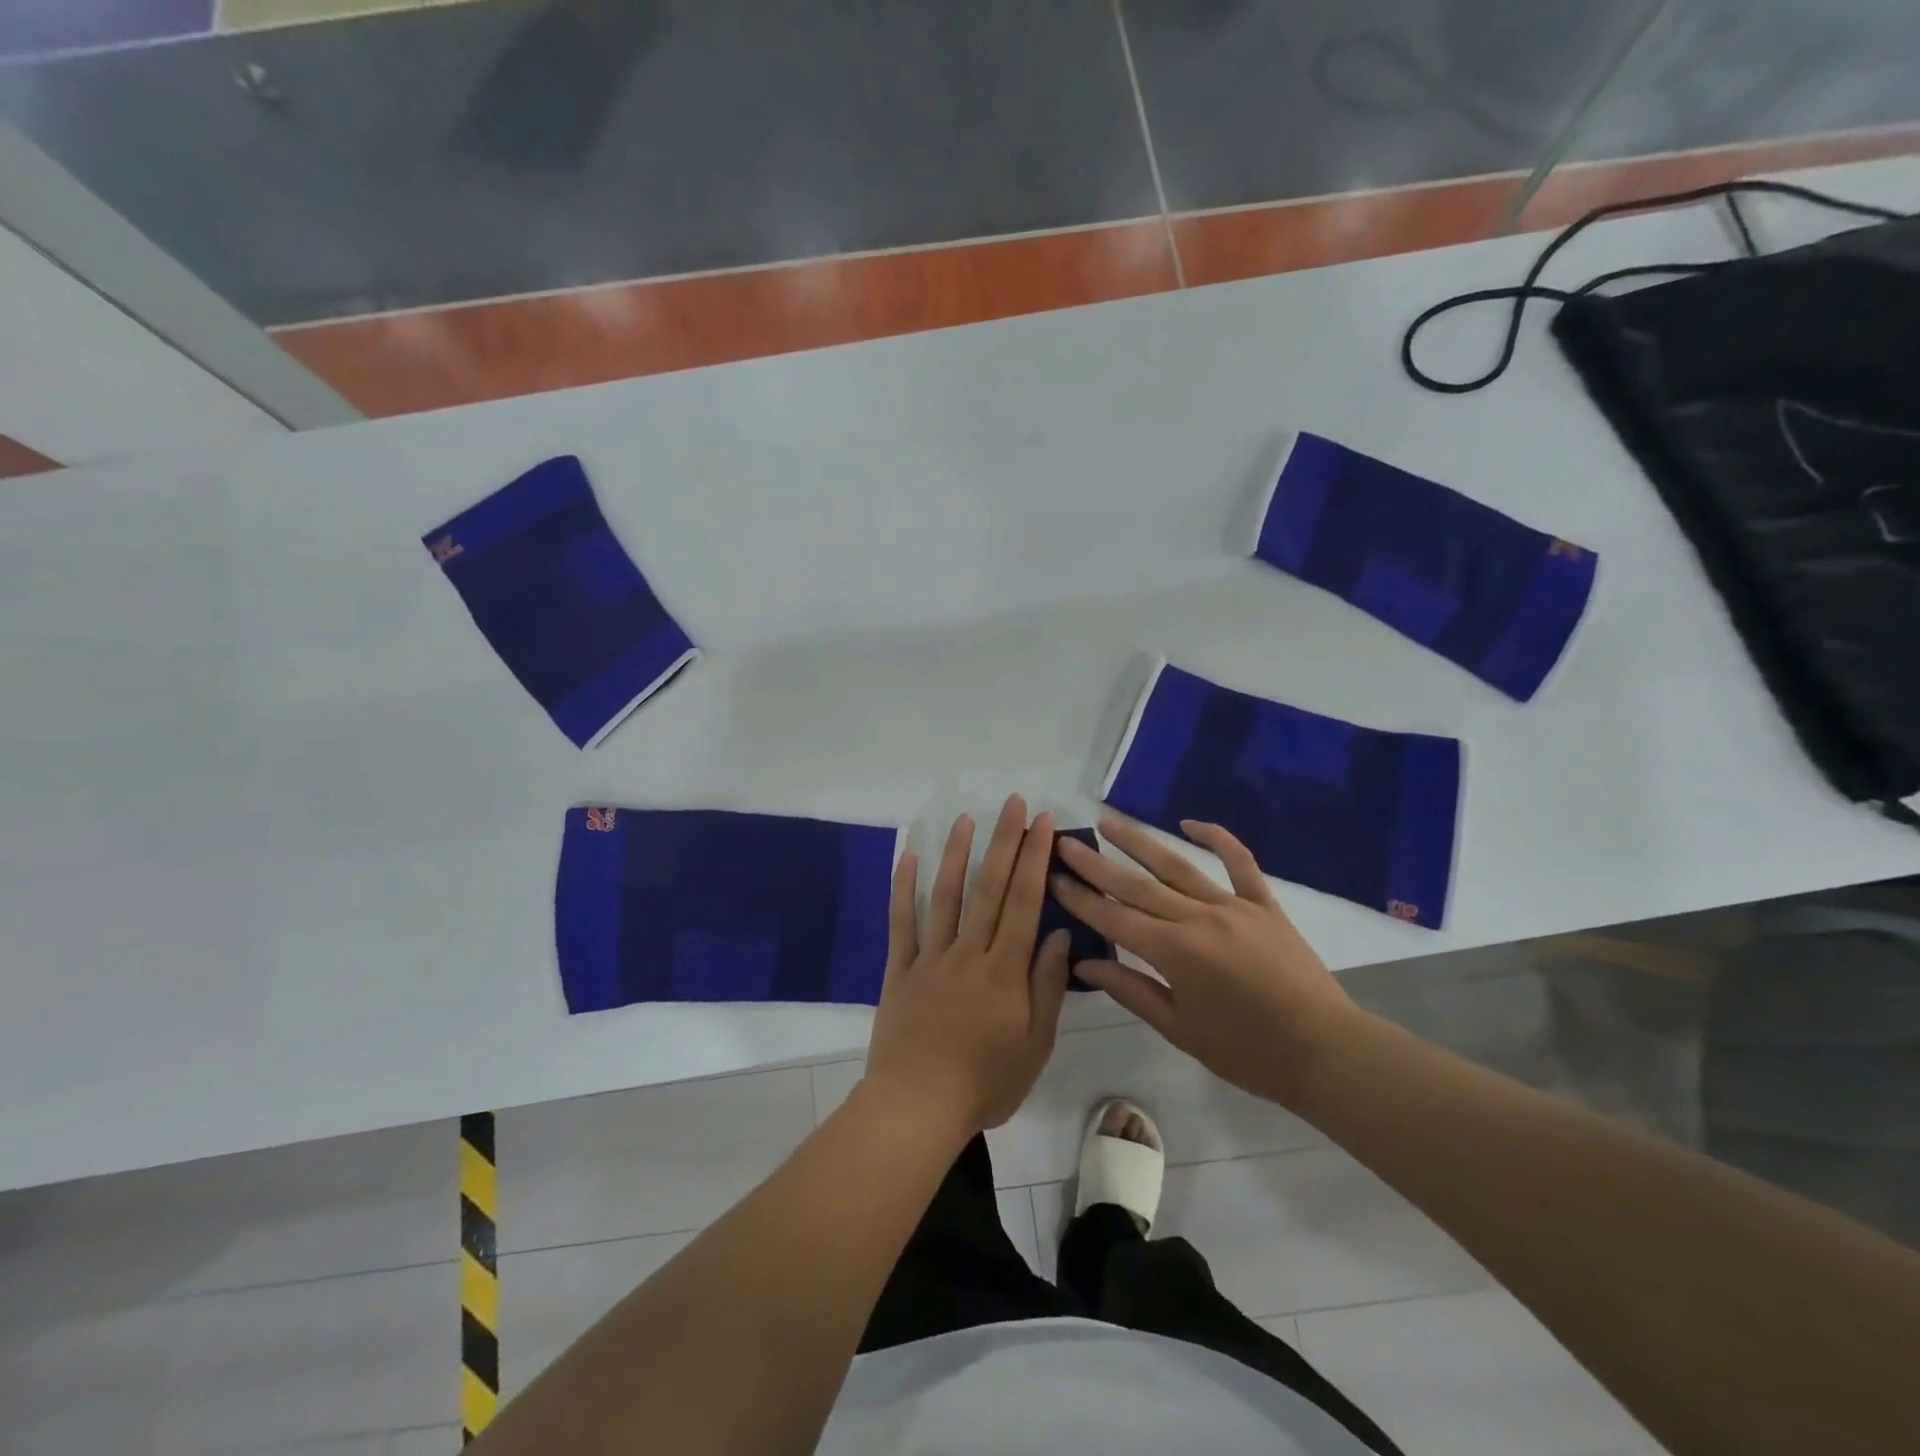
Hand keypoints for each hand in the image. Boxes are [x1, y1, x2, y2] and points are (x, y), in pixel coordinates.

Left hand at [864, 796, 1071, 1133]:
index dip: (1034, 858)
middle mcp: (969, 952)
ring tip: (966, 818)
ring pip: (946, 895)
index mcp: (1005, 970)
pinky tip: (908, 856)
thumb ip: (1047, 985)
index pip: (1024, 901)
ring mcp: (931, 957)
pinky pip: (902, 921)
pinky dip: (904, 887)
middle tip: (1013, 803)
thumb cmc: (985, 1082)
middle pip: (989, 887)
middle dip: (1004, 841)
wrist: (917, 1107)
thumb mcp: (1035, 1044)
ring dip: (956, 853)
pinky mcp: (900, 968)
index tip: (1042, 823)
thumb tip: (1057, 932)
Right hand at [1053, 816, 1361, 1109]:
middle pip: (1137, 885)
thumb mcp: (1180, 1029)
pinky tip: (1189, 823)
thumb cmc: (1247, 1051)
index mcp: (1175, 952)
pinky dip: (1216, 838)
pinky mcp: (1264, 904)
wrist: (1324, 1051)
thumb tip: (1086, 962)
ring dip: (1139, 841)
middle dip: (1096, 864)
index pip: (1114, 918)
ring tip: (1109, 821)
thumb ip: (1131, 990)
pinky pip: (1239, 862)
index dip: (1080, 898)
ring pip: (1177, 865)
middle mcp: (1198, 918)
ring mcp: (1233, 906)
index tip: (1052, 877)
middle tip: (1066, 842)